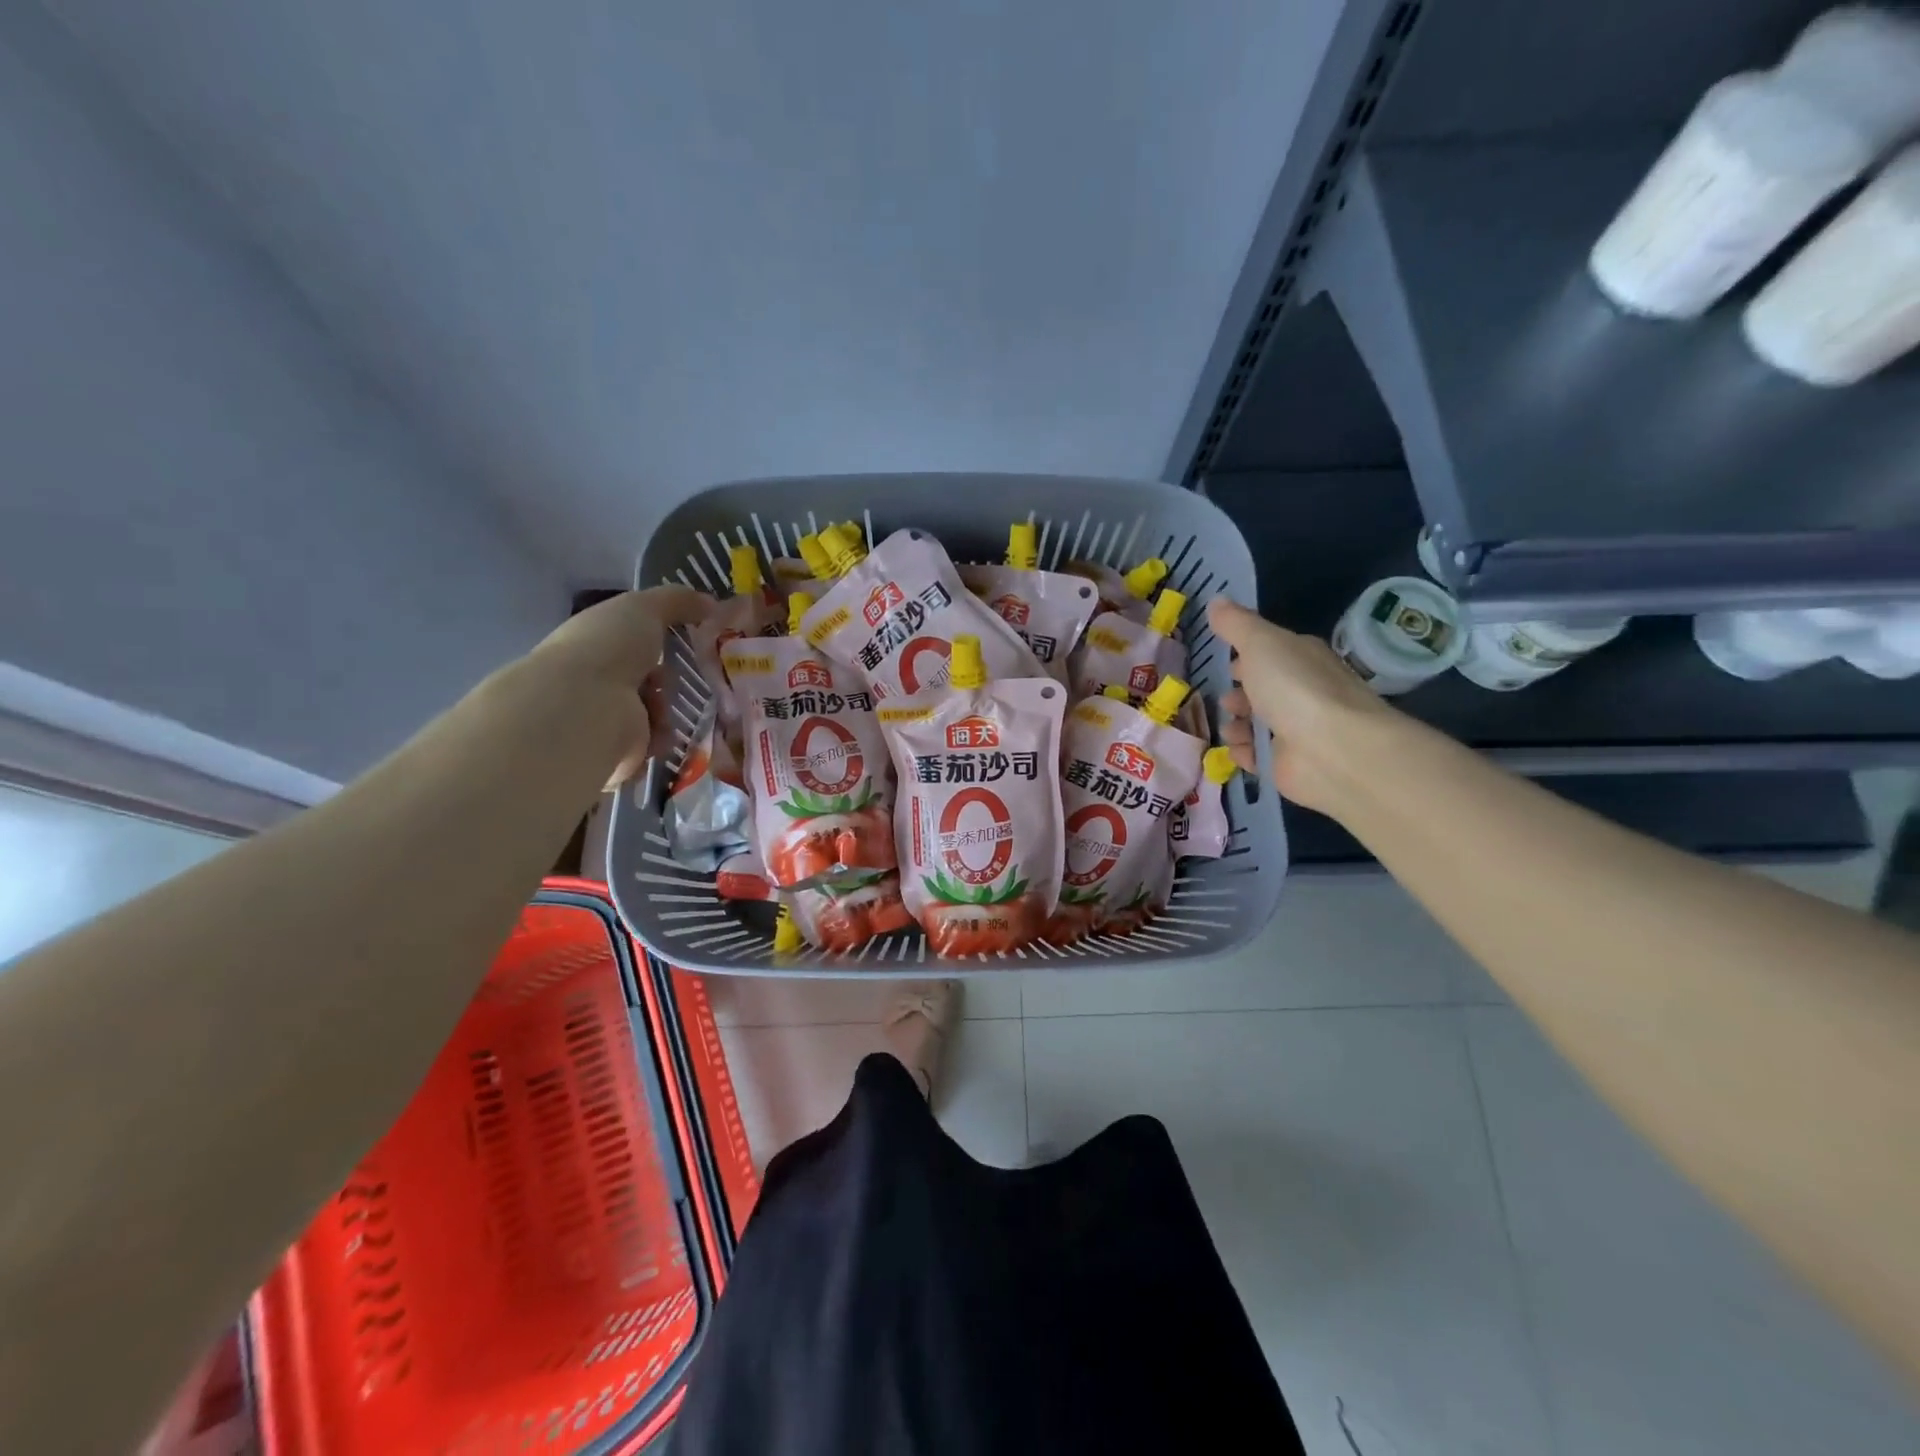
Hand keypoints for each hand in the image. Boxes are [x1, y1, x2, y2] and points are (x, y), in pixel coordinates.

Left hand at [524, 586, 712, 784]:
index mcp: (593, 645)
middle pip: (648, 683)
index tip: (685, 645)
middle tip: (678, 681)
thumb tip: (711, 603)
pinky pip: (652, 746)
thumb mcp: (644, 607)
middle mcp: (592, 682)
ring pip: (654, 716)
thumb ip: (678, 601)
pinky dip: (660, 739)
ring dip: (666, 712)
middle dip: (668, 683)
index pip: (632, 644)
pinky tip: (656, 733)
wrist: (587, 707)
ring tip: (662, 709)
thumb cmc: (609, 648)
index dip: (660, 644)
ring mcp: (601, 721)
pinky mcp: (614, 754)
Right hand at [1206, 597, 1395, 814]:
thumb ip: (1236, 624)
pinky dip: (1243, 752)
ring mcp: (1297, 730)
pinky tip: (1234, 749)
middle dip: (1241, 694)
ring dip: (1238, 724)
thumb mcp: (1260, 643)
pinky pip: (1258, 756)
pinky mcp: (1287, 764)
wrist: (1332, 750)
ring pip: (1259, 724)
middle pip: (1265, 690)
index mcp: (1302, 658)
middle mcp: (1303, 692)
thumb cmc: (1295, 688)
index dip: (1249, 656)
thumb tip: (1217, 600)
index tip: (1227, 662)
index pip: (1273, 653)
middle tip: (1224, 698)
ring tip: (1229, 726)